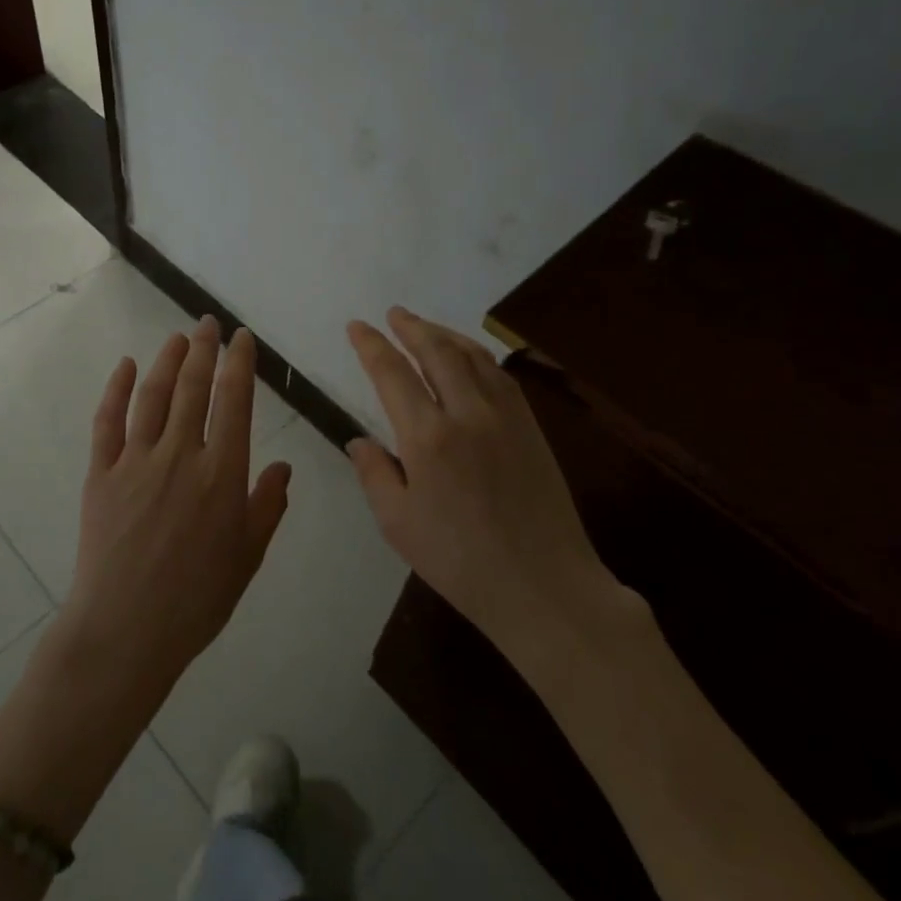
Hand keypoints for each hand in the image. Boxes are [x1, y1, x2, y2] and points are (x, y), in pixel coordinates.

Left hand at [62, 315, 292, 702]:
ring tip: (177, 338)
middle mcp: (180, 455)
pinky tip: (124, 367)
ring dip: (166, 361)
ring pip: (153, 396)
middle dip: (203, 349)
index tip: (241, 338)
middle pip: (192, 388)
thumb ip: (268, 506)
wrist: (127, 630)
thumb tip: (284, 467)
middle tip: (207, 323)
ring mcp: (136, 461)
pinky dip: (116, 390)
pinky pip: (108, 423)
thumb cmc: (197, 599)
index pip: (234, 402)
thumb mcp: (248, 556)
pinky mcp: (101, 474)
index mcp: (222, 474)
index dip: (238, 364)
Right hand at [346, 308, 635, 659]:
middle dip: (411, 327)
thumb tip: (359, 440)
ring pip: (472, 356)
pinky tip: (469, 358)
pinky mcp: (531, 428)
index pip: (392, 373)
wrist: (543, 586)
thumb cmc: (460, 562)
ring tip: (425, 326)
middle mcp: (467, 414)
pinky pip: (500, 376)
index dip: (371, 345)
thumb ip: (374, 474)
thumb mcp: (398, 524)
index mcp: (427, 438)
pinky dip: (478, 356)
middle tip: (393, 314)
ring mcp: (506, 417)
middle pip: (436, 352)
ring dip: (445, 334)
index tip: (356, 327)